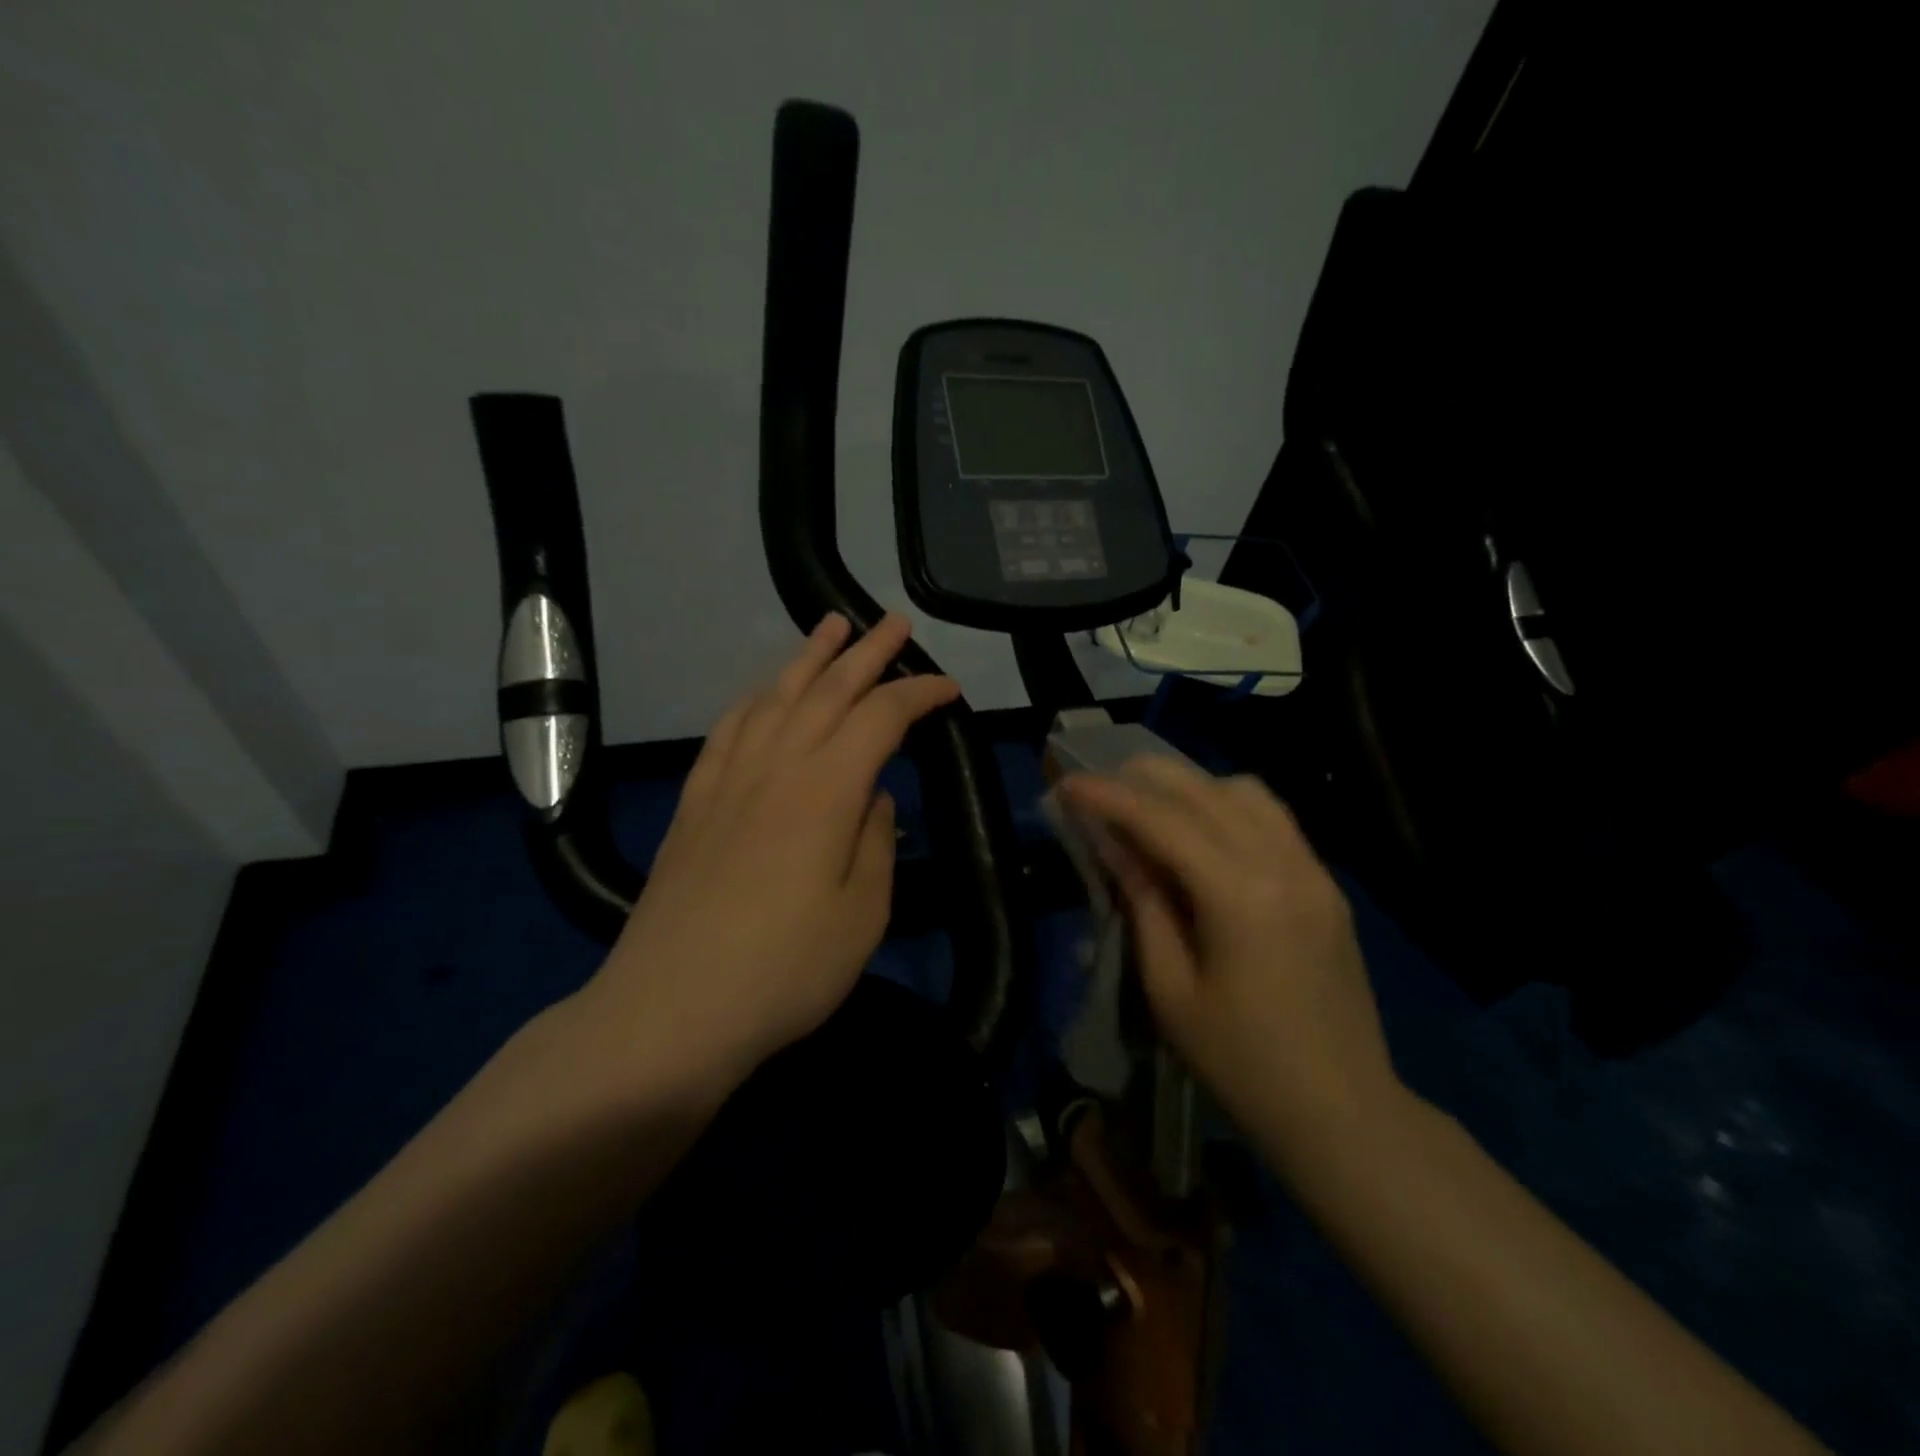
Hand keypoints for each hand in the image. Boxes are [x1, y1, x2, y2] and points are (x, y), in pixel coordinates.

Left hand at [578, 612, 959, 1094]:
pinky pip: (729, 730)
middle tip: (894, 622)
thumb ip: (876, 843)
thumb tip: (874, 798)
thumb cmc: (784, 972)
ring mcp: (728, 781)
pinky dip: (754, 700)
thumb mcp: (861, 916)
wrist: (670, 1010)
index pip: (881, 719)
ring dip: (808, 659)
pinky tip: (764, 693)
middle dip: (867, 652)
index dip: (919, 695)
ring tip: (830, 627)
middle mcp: (776, 767)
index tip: (950, 689)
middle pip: (827, 690)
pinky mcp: (695, 803)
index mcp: (826, 791)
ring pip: (775, 698)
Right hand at [1059, 757, 1403, 1159]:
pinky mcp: (1327, 885)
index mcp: (1240, 895)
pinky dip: (1229, 806)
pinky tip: (1203, 833)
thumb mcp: (1171, 990)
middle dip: (1145, 777)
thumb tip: (1115, 846)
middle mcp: (1282, 864)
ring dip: (1192, 786)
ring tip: (1151, 806)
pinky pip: (1274, 819)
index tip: (1067, 785)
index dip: (1108, 797)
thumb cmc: (1242, 1064)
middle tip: (1100, 786)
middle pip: (1205, 790)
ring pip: (1247, 792)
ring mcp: (1314, 871)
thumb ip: (1143, 904)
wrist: (1344, 1113)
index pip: (1162, 820)